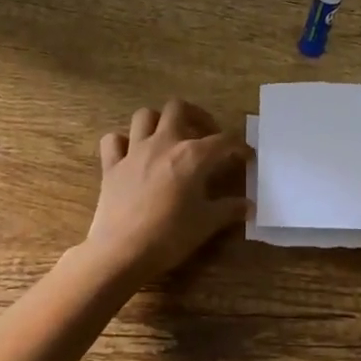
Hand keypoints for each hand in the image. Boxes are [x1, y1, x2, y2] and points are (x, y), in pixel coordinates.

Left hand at [85, 98, 250, 281]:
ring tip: (169, 139)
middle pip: (178, 108)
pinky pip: (113, 141)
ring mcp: (134, 151)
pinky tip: (131, 154)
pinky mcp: (111, 166)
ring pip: (144, 116)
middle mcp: (163, 143)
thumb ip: (229, 209)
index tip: (246, 156)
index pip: (223, 141)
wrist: (122, 252)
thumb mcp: (207, 224)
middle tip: (204, 135)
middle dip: (195, 115)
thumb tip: (248, 206)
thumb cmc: (170, 236)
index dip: (239, 146)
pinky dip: (122, 142)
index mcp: (192, 155)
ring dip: (158, 122)